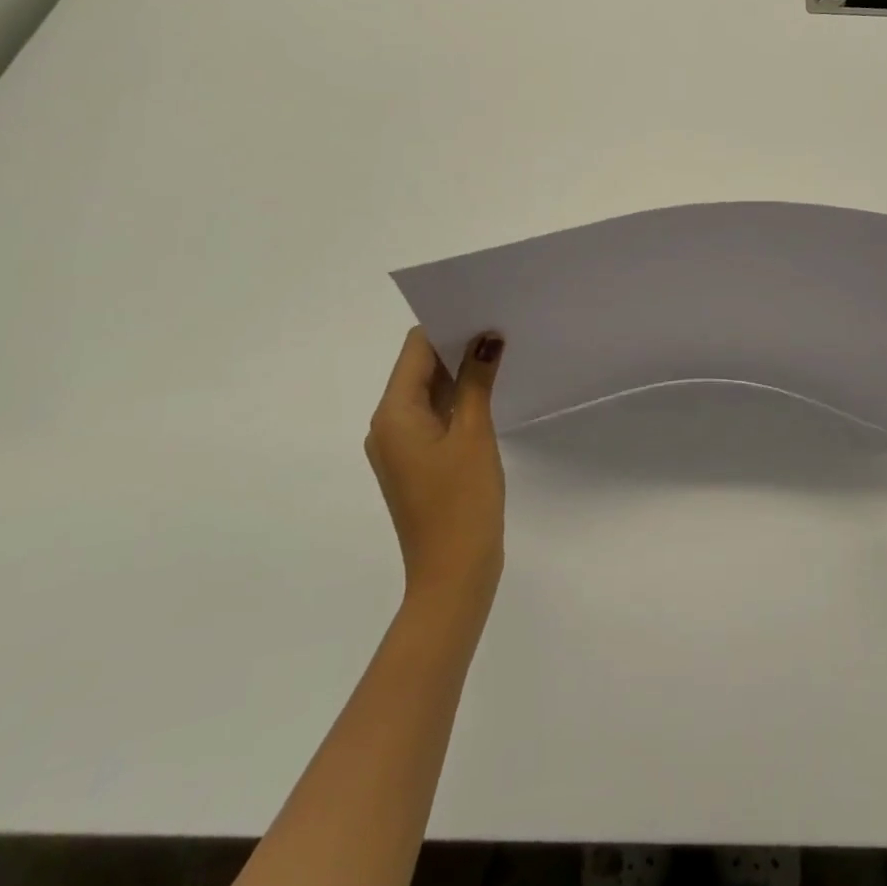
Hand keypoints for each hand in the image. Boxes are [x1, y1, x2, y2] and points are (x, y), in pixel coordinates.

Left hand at [367, 327, 506, 615]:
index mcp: (393, 413)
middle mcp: (387, 425)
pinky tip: (488, 392)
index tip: (484, 310)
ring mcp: (399, 446)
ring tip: (499, 352)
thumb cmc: (462, 501)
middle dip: (455, 346)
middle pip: (418, 368)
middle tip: (499, 326)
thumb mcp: (474, 433)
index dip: (447, 326)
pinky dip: (456, 401)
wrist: (453, 574)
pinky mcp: (415, 463)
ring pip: (427, 393)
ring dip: (458, 374)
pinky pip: (432, 417)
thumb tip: (486, 338)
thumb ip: (477, 381)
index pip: (415, 349)